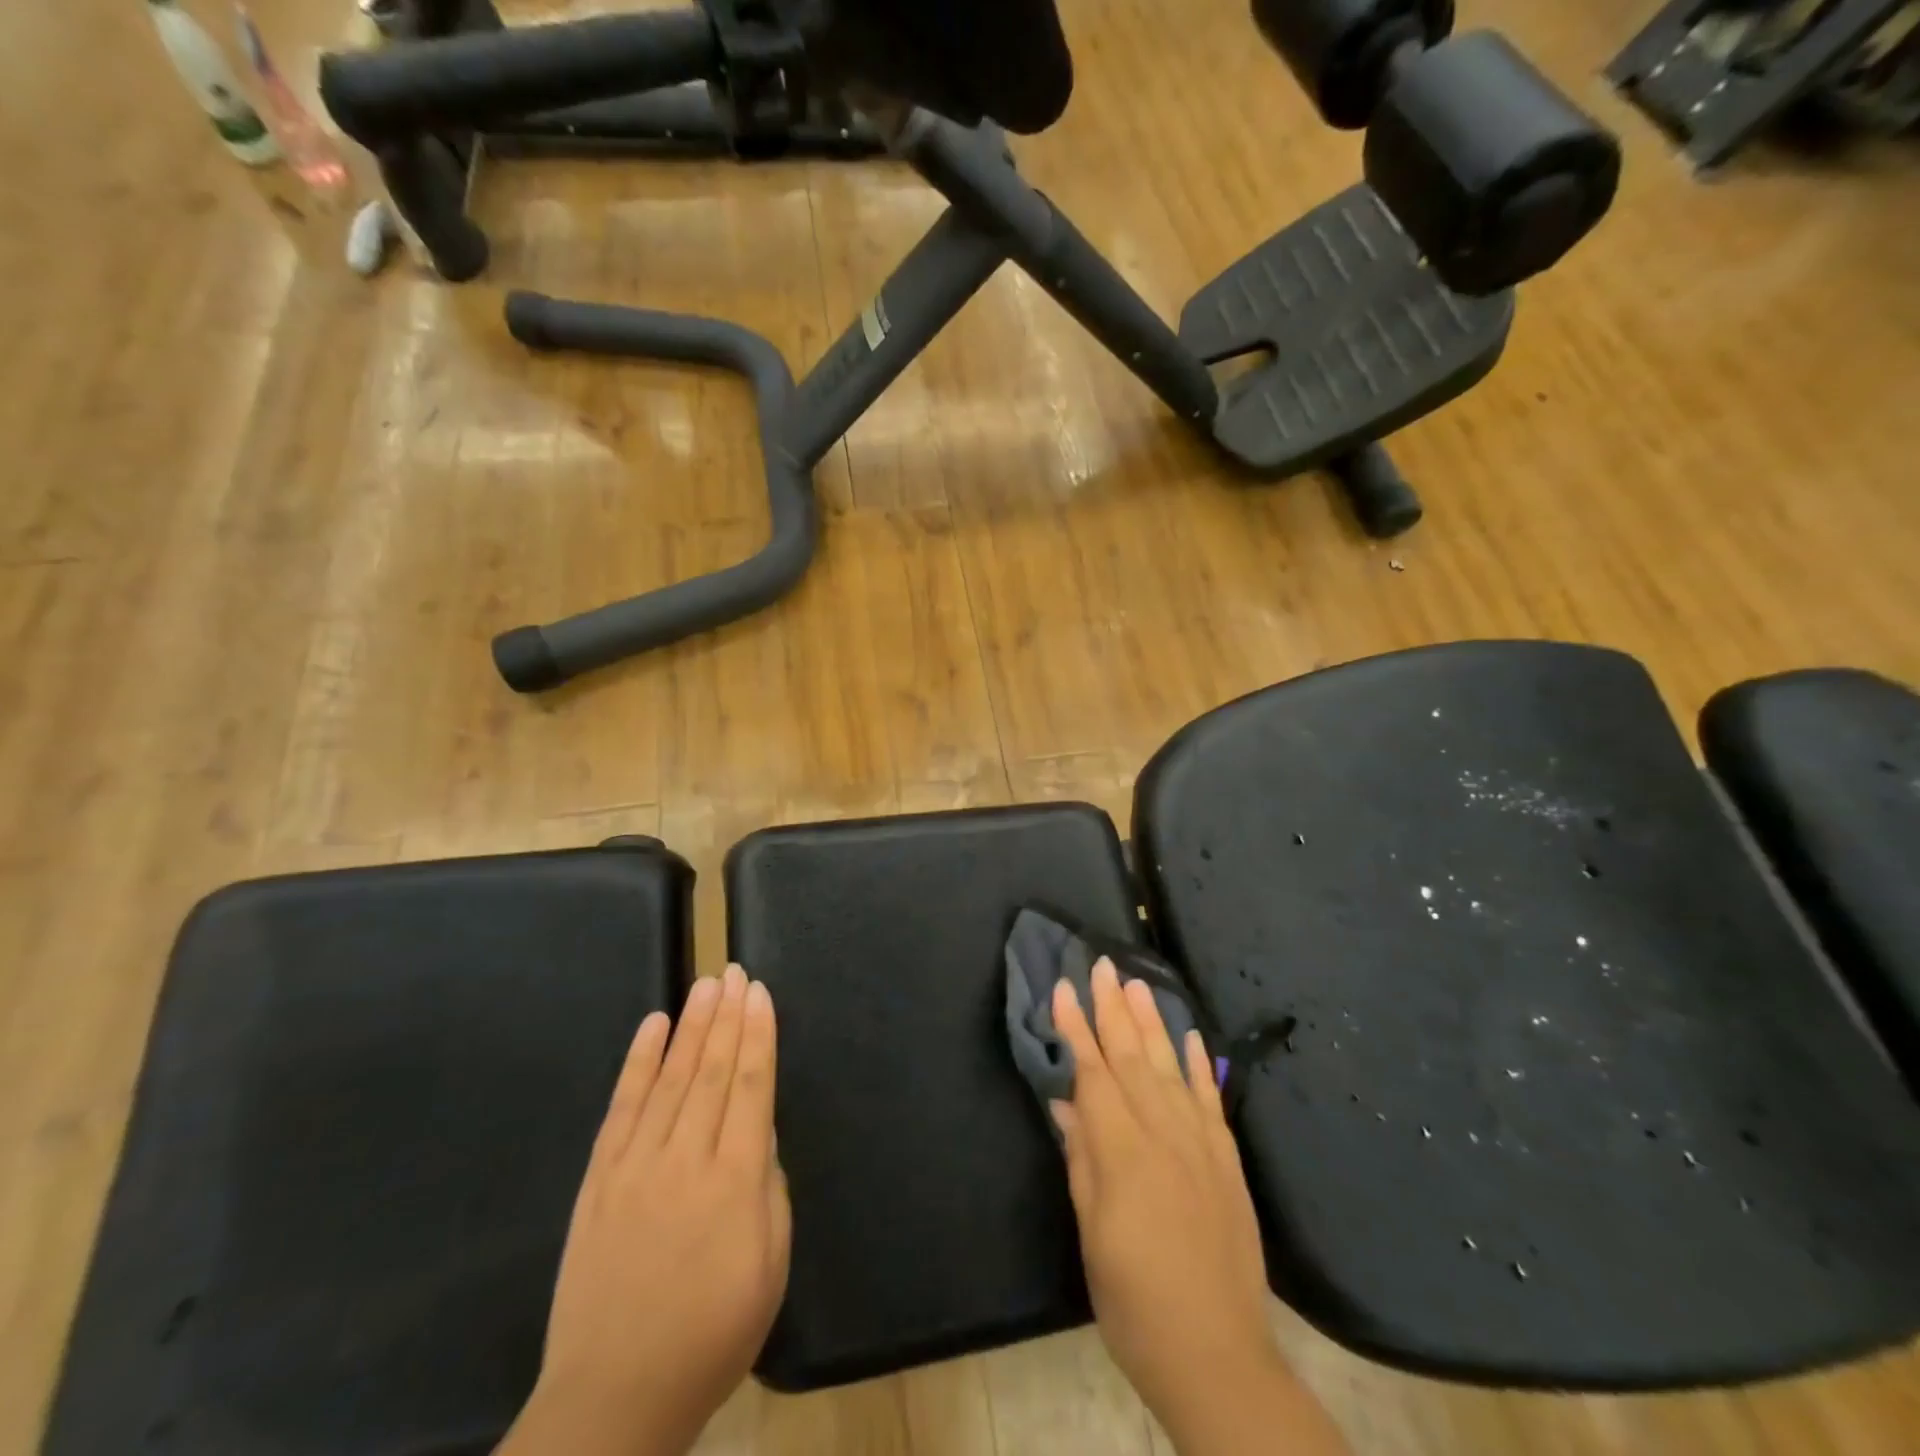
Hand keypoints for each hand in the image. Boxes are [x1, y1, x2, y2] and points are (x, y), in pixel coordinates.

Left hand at [499, 964, 790, 1455]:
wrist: (611, 1401)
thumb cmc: (711, 1336)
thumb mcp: (770, 1267)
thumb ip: (769, 1188)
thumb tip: (759, 1130)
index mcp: (734, 1182)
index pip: (750, 1087)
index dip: (758, 1035)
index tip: (760, 993)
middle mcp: (684, 1160)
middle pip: (710, 1071)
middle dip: (727, 1015)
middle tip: (734, 971)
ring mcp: (635, 1167)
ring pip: (669, 1078)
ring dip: (690, 1025)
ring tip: (705, 984)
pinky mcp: (597, 1181)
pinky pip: (621, 1108)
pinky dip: (637, 1063)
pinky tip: (651, 1027)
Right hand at [1051, 959, 1347, 1455]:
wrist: (1218, 1357)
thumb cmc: (1135, 1302)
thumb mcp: (1091, 1234)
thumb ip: (1081, 1160)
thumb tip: (1064, 1102)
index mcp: (1122, 1153)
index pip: (1093, 1074)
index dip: (1076, 1029)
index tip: (1063, 988)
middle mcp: (1163, 1134)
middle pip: (1132, 1057)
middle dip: (1112, 1008)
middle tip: (1102, 964)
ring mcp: (1201, 1144)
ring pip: (1169, 1067)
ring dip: (1151, 1021)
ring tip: (1137, 982)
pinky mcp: (1227, 1159)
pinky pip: (1209, 1097)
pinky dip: (1196, 1062)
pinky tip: (1187, 1034)